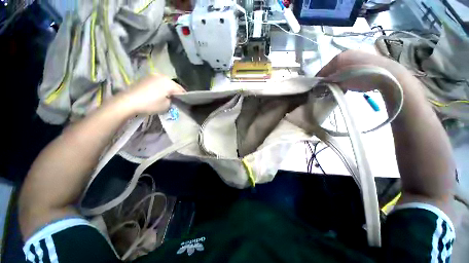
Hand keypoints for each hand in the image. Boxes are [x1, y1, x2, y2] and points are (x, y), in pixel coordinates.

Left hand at [119, 73, 185, 114]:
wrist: (128, 101)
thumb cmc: (150, 104)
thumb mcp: (166, 105)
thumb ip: (172, 101)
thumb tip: (172, 99)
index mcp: (169, 82)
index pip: (181, 90)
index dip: (184, 96)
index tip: (185, 102)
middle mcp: (162, 76)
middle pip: (173, 85)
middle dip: (175, 92)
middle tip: (176, 100)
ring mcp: (152, 75)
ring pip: (165, 83)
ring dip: (167, 89)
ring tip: (167, 97)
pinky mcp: (145, 78)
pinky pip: (157, 82)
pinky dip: (160, 87)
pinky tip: (158, 93)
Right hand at [316, 50, 408, 92]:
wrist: (387, 73)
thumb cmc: (360, 77)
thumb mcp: (341, 81)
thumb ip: (329, 83)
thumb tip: (320, 86)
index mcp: (338, 57)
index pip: (322, 70)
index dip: (318, 80)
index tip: (316, 89)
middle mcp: (346, 54)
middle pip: (331, 69)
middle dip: (328, 79)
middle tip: (327, 88)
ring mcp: (356, 55)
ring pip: (340, 68)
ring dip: (337, 77)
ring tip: (339, 86)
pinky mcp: (365, 58)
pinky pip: (349, 68)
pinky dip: (346, 75)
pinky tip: (349, 81)